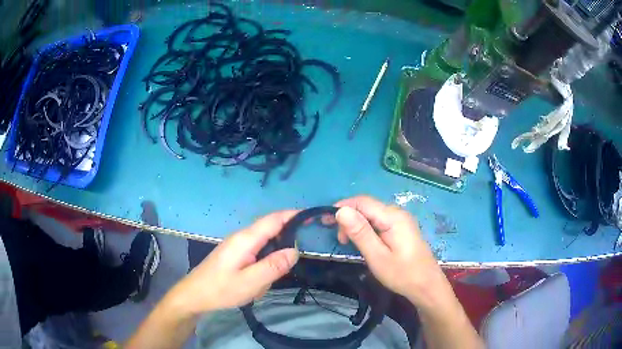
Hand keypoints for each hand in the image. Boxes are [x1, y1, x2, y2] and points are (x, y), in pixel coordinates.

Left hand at [166, 211, 298, 314]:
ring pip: (264, 243)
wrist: (194, 295)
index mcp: (246, 239)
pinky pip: (256, 253)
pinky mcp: (235, 254)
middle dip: (285, 241)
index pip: (274, 219)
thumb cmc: (221, 289)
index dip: (293, 215)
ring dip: (272, 259)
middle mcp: (242, 237)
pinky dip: (264, 264)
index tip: (312, 216)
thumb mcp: (250, 282)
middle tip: (295, 260)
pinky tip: (259, 281)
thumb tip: (295, 250)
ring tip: (268, 281)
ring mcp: (237, 245)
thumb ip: (274, 266)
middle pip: (270, 229)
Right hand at [334, 196, 446, 305]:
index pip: (362, 202)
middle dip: (349, 218)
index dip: (342, 207)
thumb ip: (360, 232)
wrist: (427, 286)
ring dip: (357, 224)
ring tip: (349, 243)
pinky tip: (363, 242)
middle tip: (340, 239)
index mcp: (392, 217)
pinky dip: (366, 229)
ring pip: (372, 214)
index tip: (325, 221)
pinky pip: (379, 222)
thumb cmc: (402, 274)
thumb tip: (341, 211)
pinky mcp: (401, 228)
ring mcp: (401, 220)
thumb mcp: (377, 256)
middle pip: (367, 206)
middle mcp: (397, 213)